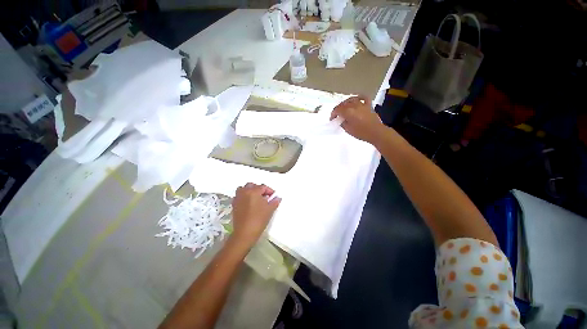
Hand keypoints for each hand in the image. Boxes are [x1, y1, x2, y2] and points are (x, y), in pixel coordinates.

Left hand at [230, 183, 280, 247]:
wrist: (245, 233)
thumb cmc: (259, 219)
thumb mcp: (270, 210)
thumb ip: (274, 201)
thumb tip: (277, 198)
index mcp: (254, 191)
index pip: (263, 187)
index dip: (269, 191)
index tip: (273, 196)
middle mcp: (244, 192)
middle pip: (252, 185)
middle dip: (259, 189)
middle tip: (265, 196)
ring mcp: (238, 198)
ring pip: (243, 189)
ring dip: (249, 191)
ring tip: (255, 198)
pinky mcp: (234, 204)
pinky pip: (239, 196)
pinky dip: (244, 196)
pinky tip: (248, 203)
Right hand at [330, 96, 385, 143]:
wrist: (376, 132)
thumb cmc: (361, 133)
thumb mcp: (348, 130)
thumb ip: (343, 123)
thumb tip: (341, 120)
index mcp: (348, 112)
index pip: (337, 110)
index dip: (333, 114)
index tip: (332, 119)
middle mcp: (354, 105)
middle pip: (343, 104)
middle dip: (338, 109)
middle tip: (336, 115)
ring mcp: (362, 104)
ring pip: (351, 99)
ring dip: (346, 103)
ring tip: (344, 108)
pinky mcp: (368, 105)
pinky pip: (363, 98)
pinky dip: (359, 97)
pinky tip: (356, 99)